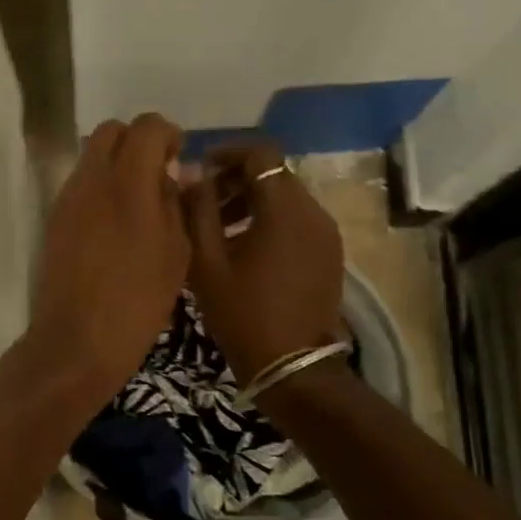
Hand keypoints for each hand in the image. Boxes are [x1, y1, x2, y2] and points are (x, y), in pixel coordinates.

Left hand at [29, 113, 190, 399]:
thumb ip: (175, 203)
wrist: (78, 341)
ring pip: (91, 157)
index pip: (147, 126)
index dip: (167, 134)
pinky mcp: (54, 220)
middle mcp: (92, 179)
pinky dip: (100, 187)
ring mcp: (67, 198)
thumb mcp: (176, 253)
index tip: (179, 156)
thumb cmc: (138, 301)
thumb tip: (172, 174)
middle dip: (137, 141)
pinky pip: (80, 185)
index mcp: (128, 182)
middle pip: (111, 131)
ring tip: (138, 202)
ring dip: (116, 164)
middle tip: (158, 173)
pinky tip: (115, 224)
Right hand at [183, 140, 344, 382]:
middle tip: (202, 203)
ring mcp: (326, 234)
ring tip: (218, 229)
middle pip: (274, 174)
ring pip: (287, 197)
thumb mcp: (207, 262)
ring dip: (251, 201)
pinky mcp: (329, 254)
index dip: (227, 153)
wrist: (291, 367)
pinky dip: (270, 220)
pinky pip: (297, 221)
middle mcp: (314, 212)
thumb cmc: (243, 313)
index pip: (261, 153)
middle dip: (235, 180)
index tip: (199, 169)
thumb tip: (191, 174)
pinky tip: (244, 249)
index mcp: (285, 209)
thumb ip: (197, 210)